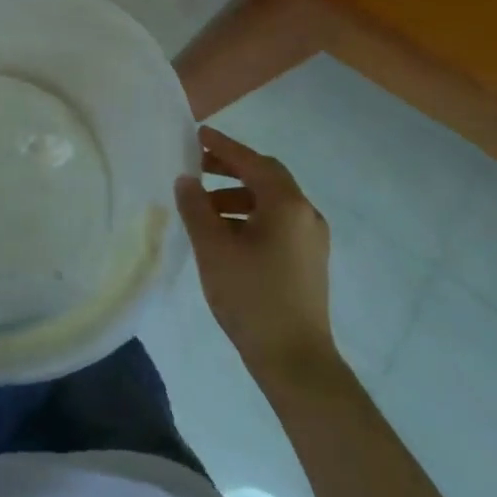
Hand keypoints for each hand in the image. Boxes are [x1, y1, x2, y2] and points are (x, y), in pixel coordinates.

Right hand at [174, 125, 338, 381]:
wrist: (295, 361)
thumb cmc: (252, 297)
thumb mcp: (213, 248)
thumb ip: (196, 208)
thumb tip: (186, 180)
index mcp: (287, 204)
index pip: (252, 161)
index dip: (223, 146)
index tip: (197, 134)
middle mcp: (305, 214)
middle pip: (266, 177)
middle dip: (230, 168)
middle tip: (197, 166)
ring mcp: (311, 239)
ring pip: (270, 202)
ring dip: (237, 195)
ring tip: (203, 207)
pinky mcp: (309, 261)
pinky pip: (276, 223)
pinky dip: (249, 217)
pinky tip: (225, 235)